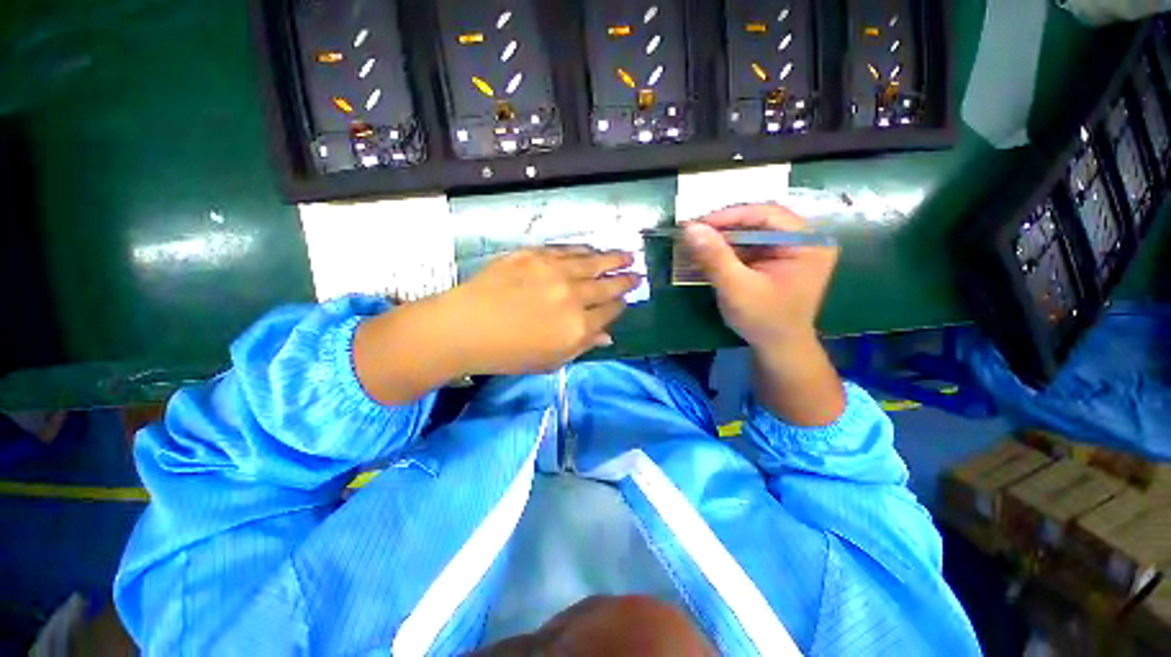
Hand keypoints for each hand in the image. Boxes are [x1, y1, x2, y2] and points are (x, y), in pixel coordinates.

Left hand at [444, 247, 639, 374]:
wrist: (465, 327)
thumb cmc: (507, 354)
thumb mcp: (550, 361)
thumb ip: (582, 347)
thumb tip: (607, 337)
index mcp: (578, 327)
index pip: (609, 312)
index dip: (619, 306)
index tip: (625, 300)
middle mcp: (573, 297)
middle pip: (607, 286)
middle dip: (624, 280)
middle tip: (637, 273)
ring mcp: (555, 272)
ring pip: (593, 262)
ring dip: (613, 258)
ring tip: (627, 255)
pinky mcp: (536, 255)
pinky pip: (568, 250)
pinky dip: (584, 250)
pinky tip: (593, 249)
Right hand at [682, 204, 838, 351]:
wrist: (777, 348)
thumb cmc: (763, 320)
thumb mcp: (736, 288)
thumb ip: (714, 257)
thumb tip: (690, 227)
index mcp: (808, 243)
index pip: (767, 214)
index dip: (730, 215)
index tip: (697, 224)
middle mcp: (804, 240)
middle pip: (760, 221)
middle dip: (725, 227)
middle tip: (695, 232)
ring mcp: (791, 250)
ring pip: (752, 232)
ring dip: (724, 238)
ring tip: (697, 242)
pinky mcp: (778, 260)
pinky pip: (751, 246)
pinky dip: (728, 249)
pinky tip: (709, 254)